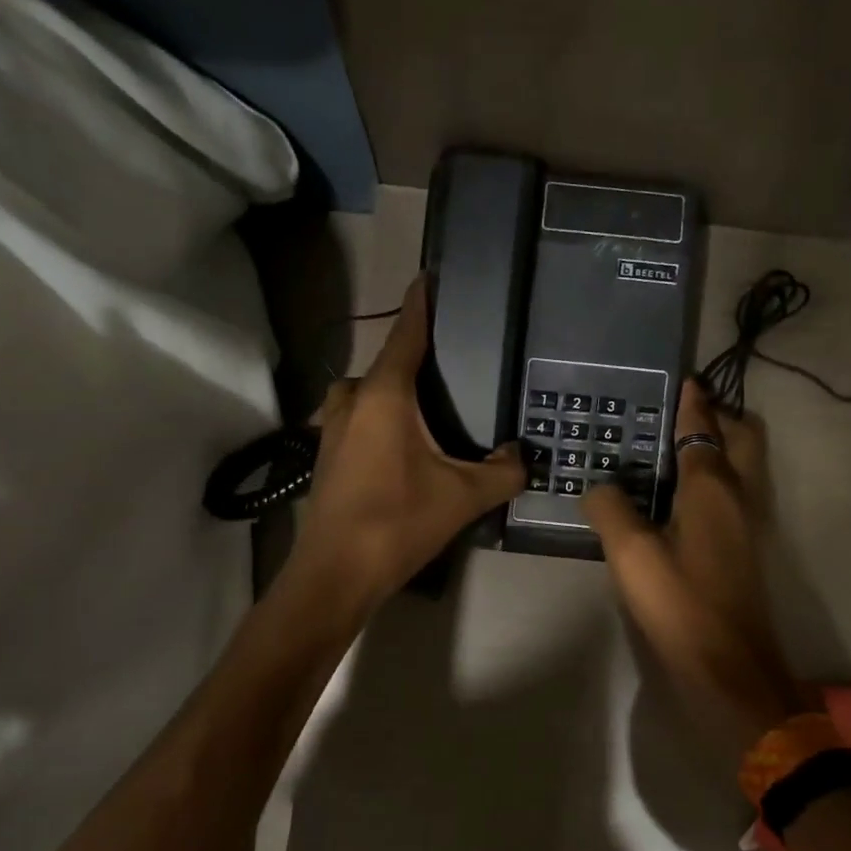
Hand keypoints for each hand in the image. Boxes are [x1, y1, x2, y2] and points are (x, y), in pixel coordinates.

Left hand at [289, 276, 525, 606]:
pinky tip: (408, 442)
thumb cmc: (398, 522)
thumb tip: (525, 456)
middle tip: (456, 364)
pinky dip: (383, 416)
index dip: (422, 302)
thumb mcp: (463, 496)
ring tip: (435, 407)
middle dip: (417, 357)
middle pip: (389, 362)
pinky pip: (360, 416)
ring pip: (371, 392)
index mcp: (384, 394)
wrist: (334, 574)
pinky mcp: (326, 451)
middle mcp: (352, 398)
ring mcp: (331, 424)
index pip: (407, 332)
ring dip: (397, 391)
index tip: (431, 276)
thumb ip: (504, 471)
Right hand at [585, 380, 801, 759]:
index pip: (703, 427)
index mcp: (713, 487)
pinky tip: (682, 495)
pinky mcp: (748, 548)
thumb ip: (611, 509)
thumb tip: (600, 487)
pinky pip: (737, 491)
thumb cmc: (681, 604)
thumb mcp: (631, 555)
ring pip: (745, 464)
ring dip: (721, 444)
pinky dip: (717, 475)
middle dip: (719, 415)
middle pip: (743, 437)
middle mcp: (741, 495)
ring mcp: (750, 522)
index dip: (692, 402)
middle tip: (682, 412)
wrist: (730, 668)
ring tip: (677, 446)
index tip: (682, 379)